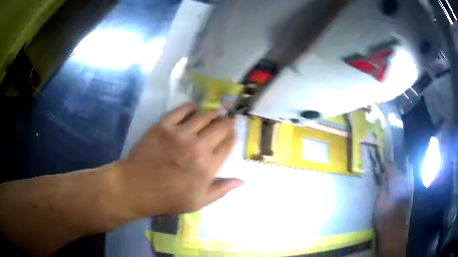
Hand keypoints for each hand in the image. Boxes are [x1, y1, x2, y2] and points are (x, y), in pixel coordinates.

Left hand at [115, 104, 242, 216]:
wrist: (138, 187)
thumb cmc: (169, 197)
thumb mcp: (199, 201)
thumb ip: (221, 189)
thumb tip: (241, 180)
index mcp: (207, 166)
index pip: (227, 145)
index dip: (232, 136)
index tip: (233, 132)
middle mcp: (197, 146)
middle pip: (219, 128)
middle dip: (227, 122)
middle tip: (228, 118)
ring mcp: (179, 134)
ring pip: (203, 116)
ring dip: (213, 112)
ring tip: (218, 110)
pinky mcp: (163, 126)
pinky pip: (180, 111)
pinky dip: (189, 107)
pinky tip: (194, 108)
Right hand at [374, 161, 409, 255]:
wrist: (394, 228)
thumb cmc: (384, 214)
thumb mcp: (380, 200)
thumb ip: (383, 185)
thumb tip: (383, 175)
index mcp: (396, 182)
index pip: (391, 168)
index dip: (386, 165)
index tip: (382, 161)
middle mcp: (403, 182)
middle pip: (397, 171)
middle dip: (391, 169)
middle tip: (384, 167)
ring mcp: (406, 188)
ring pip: (400, 177)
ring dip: (395, 175)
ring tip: (388, 175)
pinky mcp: (406, 193)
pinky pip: (402, 182)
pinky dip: (397, 181)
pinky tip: (393, 183)